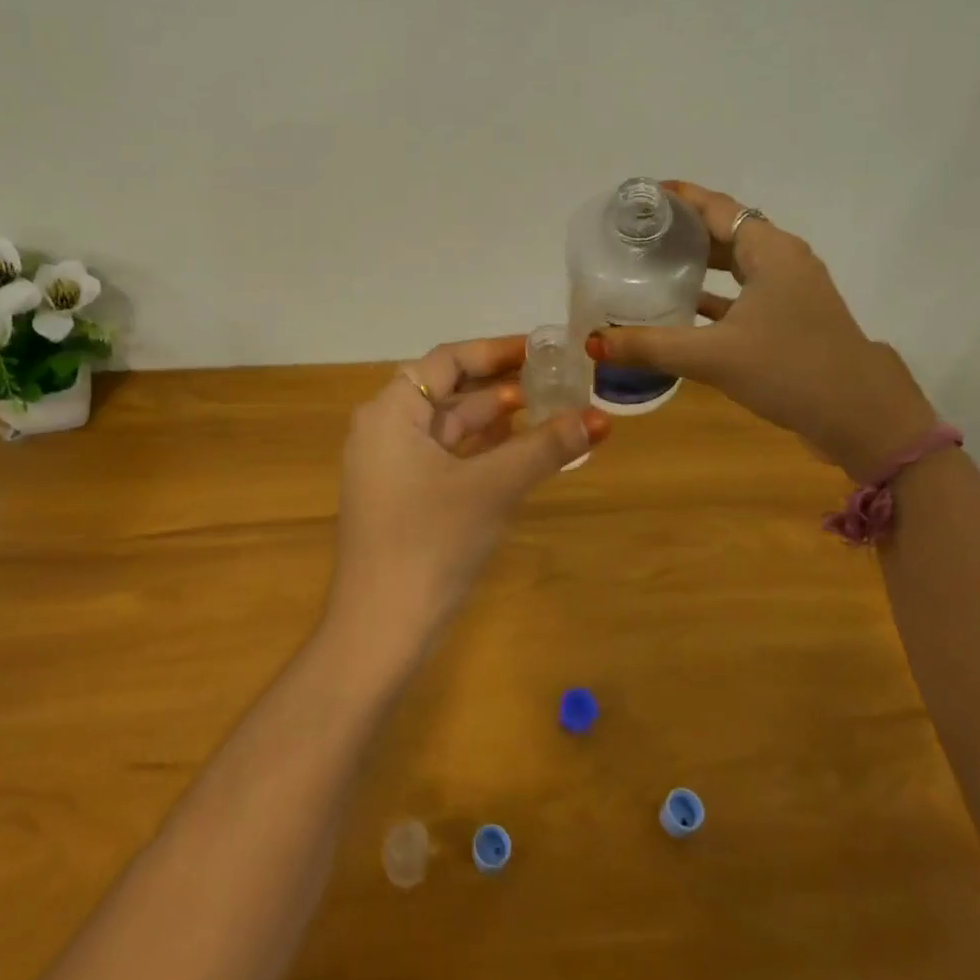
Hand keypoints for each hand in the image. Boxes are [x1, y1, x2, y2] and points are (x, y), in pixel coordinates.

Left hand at [327, 335, 610, 661]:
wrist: (380, 629)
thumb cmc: (430, 543)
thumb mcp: (492, 488)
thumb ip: (544, 448)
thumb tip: (599, 419)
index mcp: (390, 412)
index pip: (447, 361)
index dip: (496, 351)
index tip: (543, 350)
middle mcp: (383, 430)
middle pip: (449, 391)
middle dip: (503, 386)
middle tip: (557, 381)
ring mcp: (390, 467)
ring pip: (450, 427)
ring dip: (496, 421)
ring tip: (550, 411)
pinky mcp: (402, 498)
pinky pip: (446, 458)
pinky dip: (482, 451)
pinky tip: (520, 451)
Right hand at [587, 180, 935, 481]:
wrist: (861, 417)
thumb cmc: (790, 370)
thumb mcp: (713, 356)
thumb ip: (651, 346)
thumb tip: (592, 343)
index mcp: (770, 251)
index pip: (717, 207)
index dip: (679, 198)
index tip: (640, 196)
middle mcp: (783, 261)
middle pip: (725, 231)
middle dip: (682, 229)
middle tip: (635, 233)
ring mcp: (790, 290)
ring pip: (735, 264)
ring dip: (697, 262)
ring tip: (649, 264)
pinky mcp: (790, 318)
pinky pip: (743, 293)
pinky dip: (712, 294)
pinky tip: (680, 309)